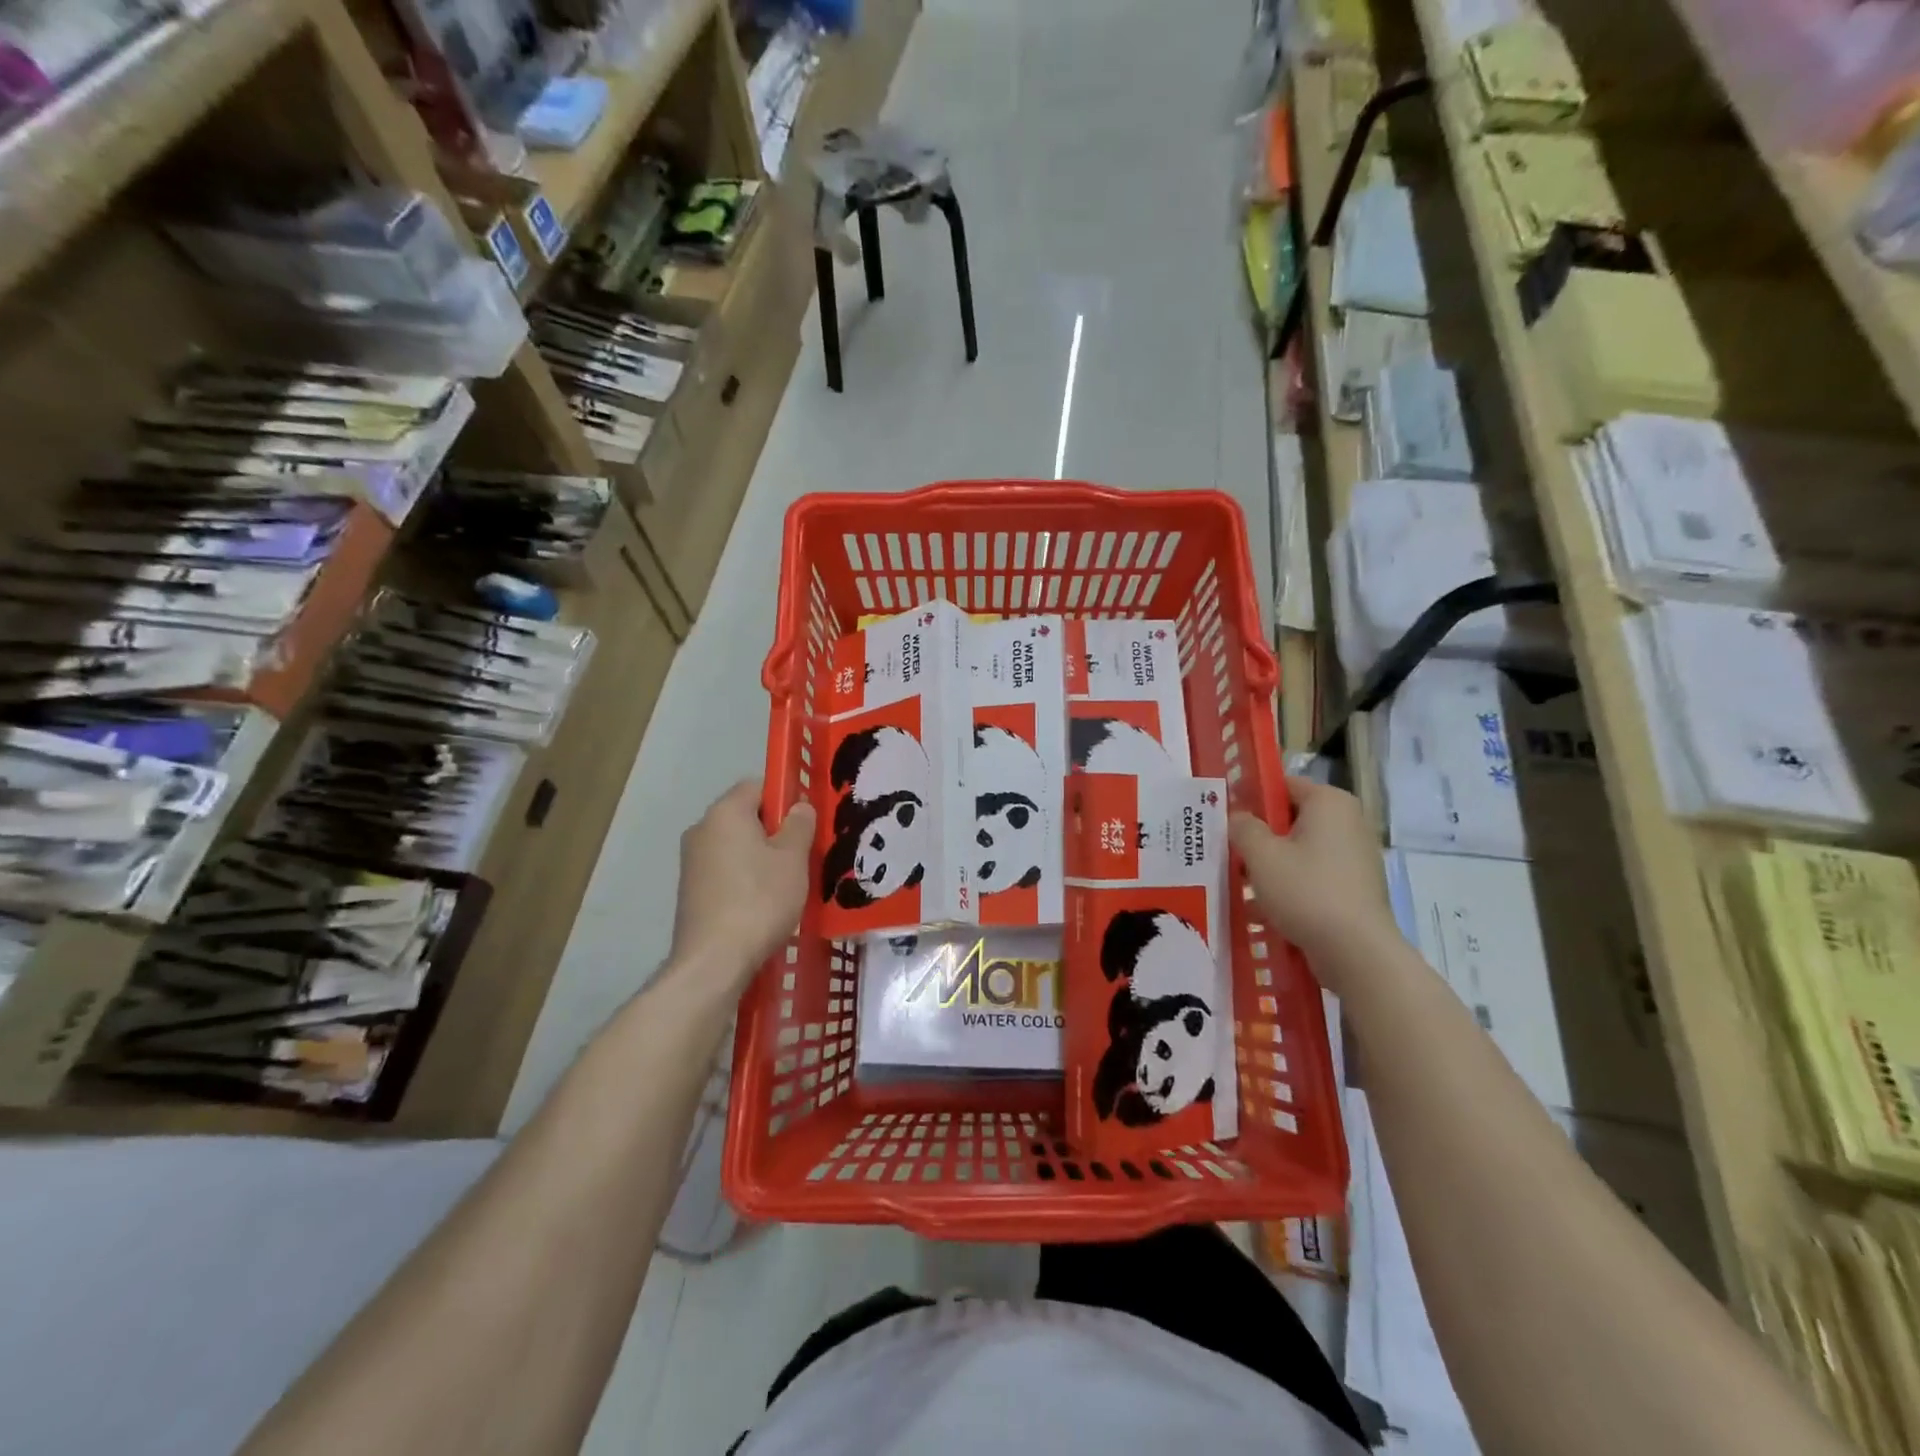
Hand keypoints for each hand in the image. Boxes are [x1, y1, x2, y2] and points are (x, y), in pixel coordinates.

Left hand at [670, 781, 815, 986]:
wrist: (714, 960)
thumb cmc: (760, 899)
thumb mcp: (793, 859)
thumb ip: (799, 825)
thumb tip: (798, 806)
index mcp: (725, 812)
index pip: (758, 785)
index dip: (785, 797)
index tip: (805, 823)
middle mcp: (701, 829)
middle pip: (745, 815)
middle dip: (774, 830)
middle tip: (801, 855)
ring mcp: (691, 861)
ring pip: (735, 845)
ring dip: (760, 856)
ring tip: (785, 883)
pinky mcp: (690, 890)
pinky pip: (725, 870)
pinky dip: (744, 878)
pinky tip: (762, 903)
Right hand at [1231, 777, 1396, 979]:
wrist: (1356, 952)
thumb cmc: (1306, 891)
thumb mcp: (1260, 854)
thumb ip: (1242, 827)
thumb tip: (1239, 817)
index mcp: (1329, 802)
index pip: (1282, 784)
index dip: (1251, 797)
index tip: (1225, 816)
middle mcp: (1348, 822)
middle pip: (1290, 819)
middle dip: (1259, 835)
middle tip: (1228, 852)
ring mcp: (1356, 857)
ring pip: (1300, 850)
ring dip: (1271, 864)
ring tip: (1240, 884)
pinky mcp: (1355, 888)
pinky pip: (1313, 875)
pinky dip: (1290, 885)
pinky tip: (1263, 908)